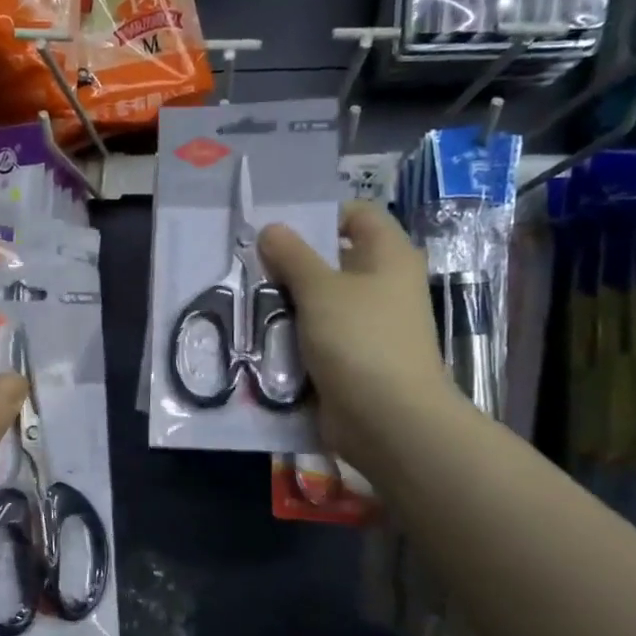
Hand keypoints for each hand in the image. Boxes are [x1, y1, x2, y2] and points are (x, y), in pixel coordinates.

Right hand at [257, 203, 452, 461]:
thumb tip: (270, 229)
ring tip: (247, 302)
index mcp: (388, 256)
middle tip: (249, 267)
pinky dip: (292, 336)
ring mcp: (368, 325)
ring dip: (286, 303)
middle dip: (291, 263)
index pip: (357, 215)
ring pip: (319, 302)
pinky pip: (317, 336)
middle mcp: (382, 285)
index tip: (277, 232)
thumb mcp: (320, 290)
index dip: (320, 216)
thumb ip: (292, 256)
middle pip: (332, 260)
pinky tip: (260, 337)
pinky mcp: (352, 358)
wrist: (388, 419)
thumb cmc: (360, 340)